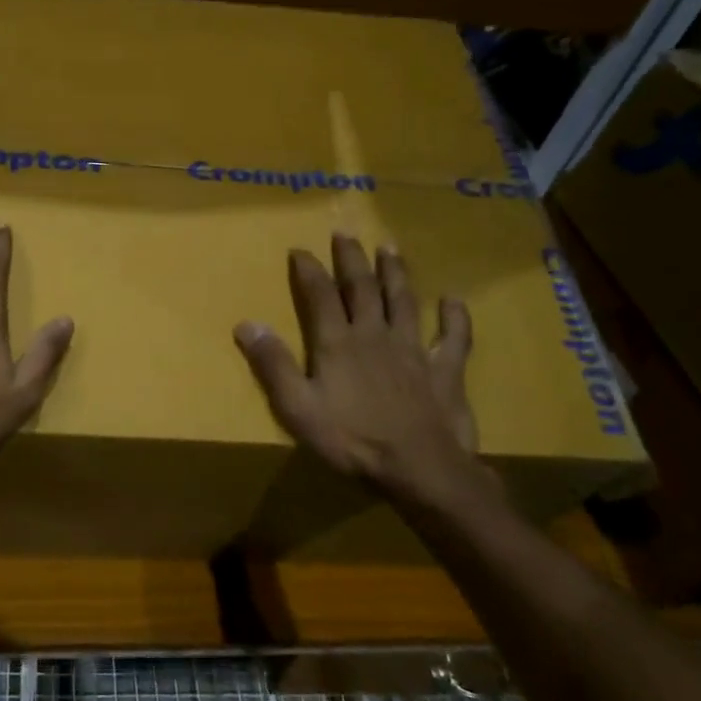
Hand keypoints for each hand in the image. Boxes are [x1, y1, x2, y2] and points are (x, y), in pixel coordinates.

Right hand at [233, 233, 485, 503]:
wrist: (419, 467)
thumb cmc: (352, 439)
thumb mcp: (298, 407)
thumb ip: (273, 364)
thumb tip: (246, 324)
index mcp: (339, 343)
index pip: (320, 296)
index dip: (309, 270)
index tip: (300, 249)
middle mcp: (375, 335)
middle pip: (362, 288)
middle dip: (352, 259)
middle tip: (346, 233)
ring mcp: (414, 350)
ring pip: (404, 301)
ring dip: (396, 274)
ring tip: (390, 248)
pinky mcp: (445, 370)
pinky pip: (453, 338)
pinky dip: (455, 317)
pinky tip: (453, 299)